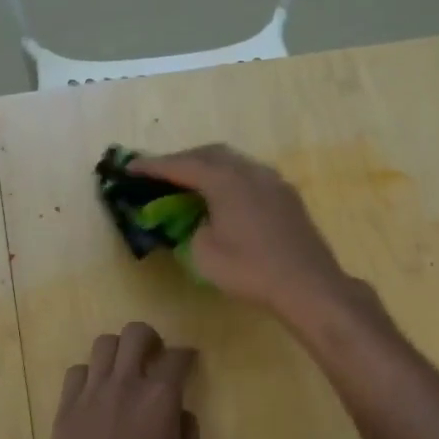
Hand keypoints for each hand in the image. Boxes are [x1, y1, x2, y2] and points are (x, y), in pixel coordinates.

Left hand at [43, 322, 205, 438]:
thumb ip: (191, 434)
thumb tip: (181, 415)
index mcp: (161, 396)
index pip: (177, 356)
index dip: (187, 355)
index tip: (189, 361)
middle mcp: (126, 383)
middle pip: (135, 334)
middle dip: (150, 339)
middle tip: (154, 356)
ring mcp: (91, 393)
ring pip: (103, 344)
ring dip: (118, 352)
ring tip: (123, 370)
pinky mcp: (66, 408)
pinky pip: (77, 372)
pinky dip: (90, 375)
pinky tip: (96, 393)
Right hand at [130, 145, 353, 320]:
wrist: (308, 284)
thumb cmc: (251, 270)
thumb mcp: (204, 254)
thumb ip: (194, 229)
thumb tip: (203, 221)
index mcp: (226, 180)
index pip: (182, 165)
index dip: (153, 166)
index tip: (130, 167)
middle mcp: (250, 171)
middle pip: (210, 154)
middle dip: (183, 160)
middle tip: (160, 172)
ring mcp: (273, 181)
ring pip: (234, 162)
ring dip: (209, 166)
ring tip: (191, 181)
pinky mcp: (287, 196)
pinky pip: (251, 176)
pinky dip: (230, 178)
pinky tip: (225, 195)